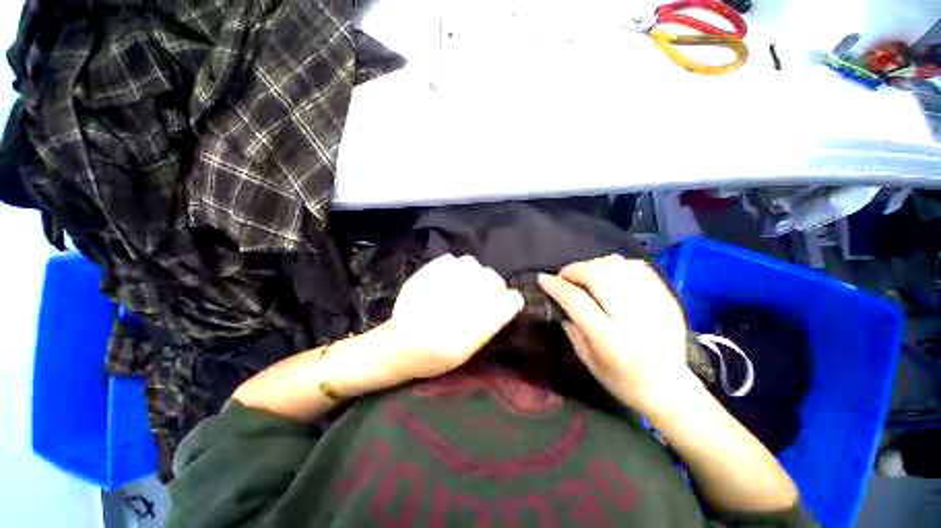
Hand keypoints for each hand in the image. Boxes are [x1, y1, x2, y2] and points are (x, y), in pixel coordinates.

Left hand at [385, 254, 524, 381]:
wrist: (401, 343)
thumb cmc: (439, 354)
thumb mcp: (474, 345)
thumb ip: (494, 320)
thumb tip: (508, 301)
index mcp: (483, 313)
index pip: (512, 299)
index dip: (508, 303)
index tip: (502, 308)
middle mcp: (470, 289)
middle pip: (494, 278)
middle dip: (492, 288)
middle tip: (478, 300)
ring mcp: (450, 273)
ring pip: (475, 265)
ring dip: (473, 276)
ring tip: (461, 289)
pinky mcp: (432, 267)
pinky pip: (453, 261)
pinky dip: (454, 270)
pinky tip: (446, 283)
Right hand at [538, 255, 692, 412]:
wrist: (670, 389)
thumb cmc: (622, 380)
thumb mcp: (587, 359)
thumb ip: (570, 326)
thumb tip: (558, 299)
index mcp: (609, 339)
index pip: (576, 300)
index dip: (555, 285)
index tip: (543, 278)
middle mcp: (632, 318)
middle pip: (597, 276)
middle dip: (573, 270)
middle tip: (565, 275)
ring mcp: (653, 305)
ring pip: (617, 267)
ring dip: (594, 265)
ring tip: (586, 273)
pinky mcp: (666, 299)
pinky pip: (638, 268)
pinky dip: (618, 266)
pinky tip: (609, 275)